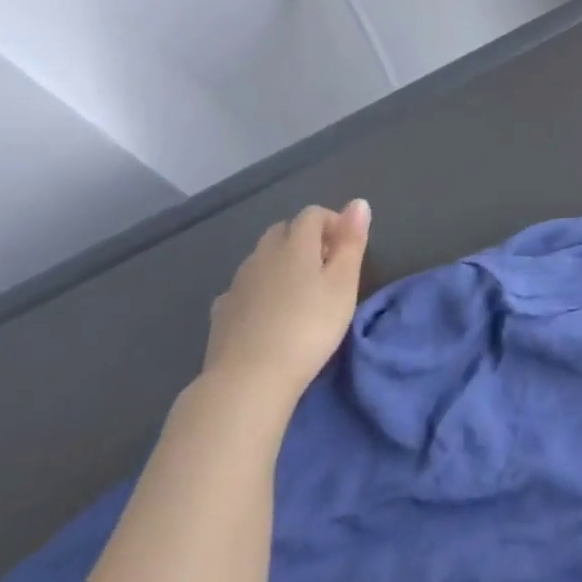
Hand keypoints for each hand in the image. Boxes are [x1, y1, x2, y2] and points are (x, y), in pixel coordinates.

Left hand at [204, 199, 370, 407]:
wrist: (249, 379)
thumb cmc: (309, 328)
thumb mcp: (343, 285)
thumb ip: (351, 242)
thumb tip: (358, 203)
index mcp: (294, 245)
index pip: (312, 215)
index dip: (333, 223)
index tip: (348, 249)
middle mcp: (262, 255)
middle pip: (283, 231)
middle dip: (306, 240)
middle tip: (327, 270)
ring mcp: (238, 283)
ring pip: (262, 258)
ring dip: (282, 264)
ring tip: (301, 294)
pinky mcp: (222, 311)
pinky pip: (245, 287)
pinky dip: (261, 289)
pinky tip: (269, 313)